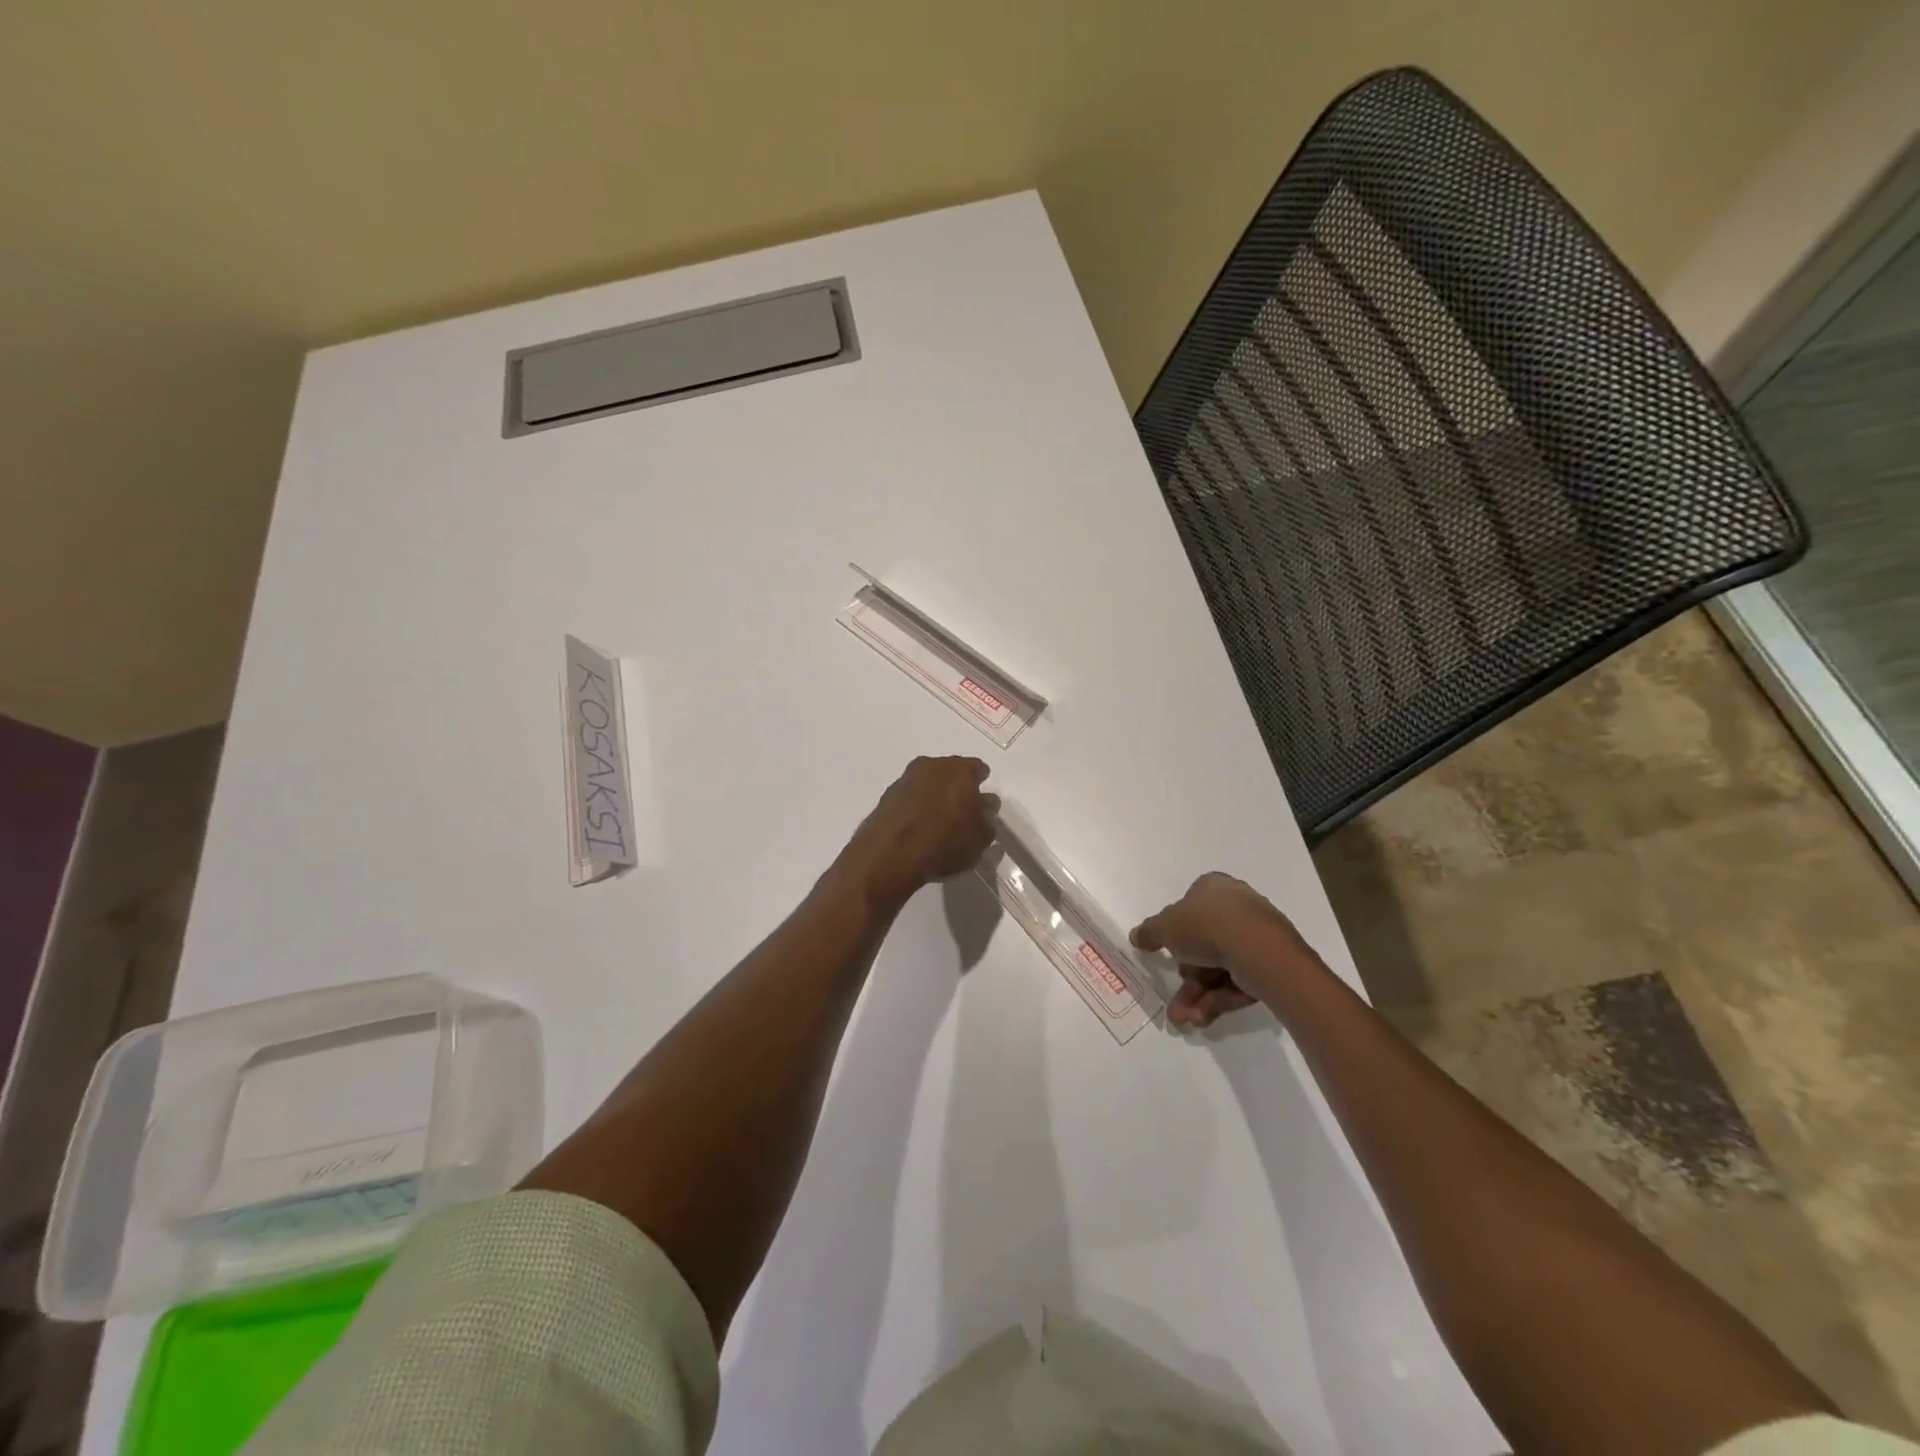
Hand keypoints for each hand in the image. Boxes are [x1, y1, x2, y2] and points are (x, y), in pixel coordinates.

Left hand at [839, 756, 998, 906]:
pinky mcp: (887, 794)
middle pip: (951, 772)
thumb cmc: (944, 844)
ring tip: (938, 820)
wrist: (889, 855)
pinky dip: (916, 805)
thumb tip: (985, 807)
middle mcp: (932, 765)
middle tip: (961, 811)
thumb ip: (987, 819)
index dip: (981, 786)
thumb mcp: (979, 839)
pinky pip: (910, 796)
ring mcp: (906, 778)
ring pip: (928, 782)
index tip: (982, 803)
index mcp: (960, 770)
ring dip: (934, 795)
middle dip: (957, 788)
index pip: (978, 769)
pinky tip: (918, 826)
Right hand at [1130, 873, 1321, 1028]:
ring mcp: (1256, 935)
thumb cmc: (1206, 927)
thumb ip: (1149, 932)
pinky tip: (1203, 1017)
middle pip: (1203, 944)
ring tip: (1185, 1018)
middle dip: (1186, 976)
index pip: (1189, 905)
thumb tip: (1136, 936)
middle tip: (1174, 999)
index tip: (1166, 952)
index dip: (1175, 930)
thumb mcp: (1165, 928)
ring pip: (1219, 967)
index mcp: (1213, 887)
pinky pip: (1238, 980)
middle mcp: (1237, 906)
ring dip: (1198, 995)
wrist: (1257, 950)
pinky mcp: (1271, 963)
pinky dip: (1219, 998)